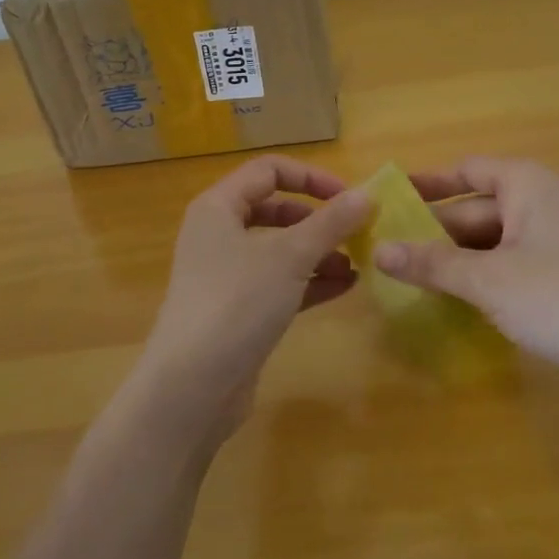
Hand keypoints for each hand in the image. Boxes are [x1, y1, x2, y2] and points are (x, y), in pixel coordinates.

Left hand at [135, 155, 372, 433]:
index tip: (348, 197)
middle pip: (275, 209)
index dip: (311, 177)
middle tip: (356, 232)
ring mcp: (227, 275)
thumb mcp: (290, 255)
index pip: (269, 170)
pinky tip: (345, 287)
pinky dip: (310, 281)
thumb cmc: (237, 302)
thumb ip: (331, 222)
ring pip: (280, 249)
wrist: (191, 388)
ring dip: (319, 252)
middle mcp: (219, 234)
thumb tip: (367, 194)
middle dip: (318, 219)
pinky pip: (280, 283)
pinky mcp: (238, 310)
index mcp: (219, 207)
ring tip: (357, 264)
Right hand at [377, 157, 558, 377]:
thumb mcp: (487, 280)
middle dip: (439, 229)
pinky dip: (490, 272)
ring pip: (500, 237)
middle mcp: (548, 199)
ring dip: (462, 255)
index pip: (467, 170)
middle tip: (395, 250)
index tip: (394, 197)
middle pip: (481, 206)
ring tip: (421, 276)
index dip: (429, 182)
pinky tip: (468, 297)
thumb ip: (432, 263)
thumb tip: (379, 250)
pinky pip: (520, 259)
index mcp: (527, 184)